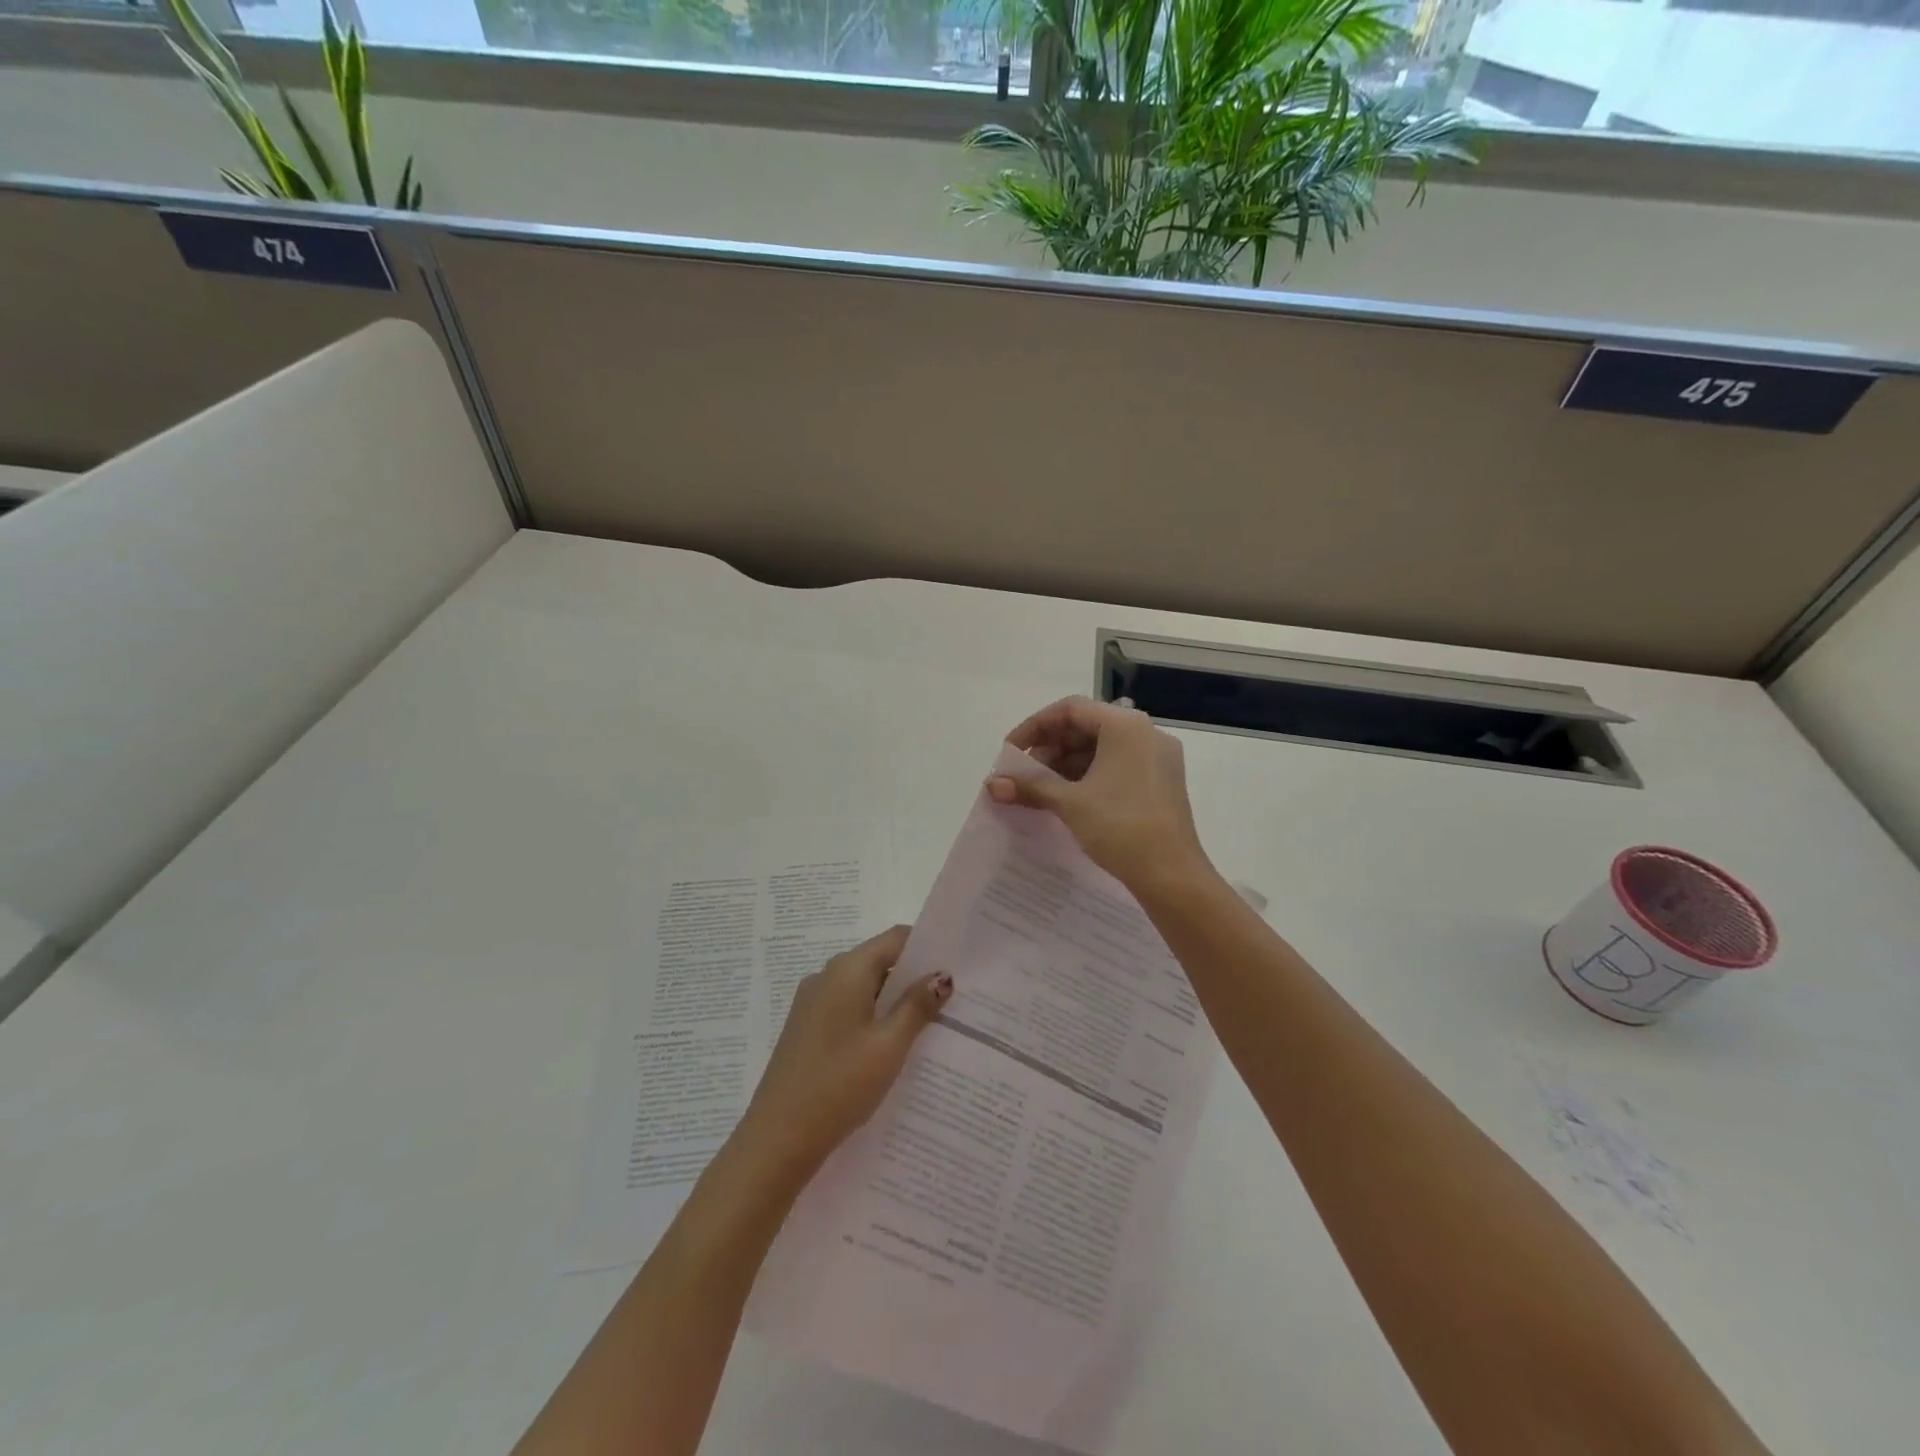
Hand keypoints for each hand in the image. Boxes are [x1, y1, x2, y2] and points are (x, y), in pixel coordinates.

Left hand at [731, 925, 949, 1185]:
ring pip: (864, 988)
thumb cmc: (839, 1084)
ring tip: (930, 1025)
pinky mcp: (807, 1029)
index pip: (895, 938)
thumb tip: (942, 975)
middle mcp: (826, 976)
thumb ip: (917, 1006)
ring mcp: (812, 1003)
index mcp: (847, 970)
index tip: (957, 964)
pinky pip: (848, 1010)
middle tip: (953, 999)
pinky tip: (892, 1047)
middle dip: (914, 977)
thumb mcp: (889, 1045)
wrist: (777, 1139)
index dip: (928, 947)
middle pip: (880, 961)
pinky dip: (873, 1019)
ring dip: (894, 1002)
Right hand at [986, 696, 1212, 893]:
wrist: (1171, 875)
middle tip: (1022, 776)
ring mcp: (1156, 758)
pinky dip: (1088, 776)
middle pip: (1086, 727)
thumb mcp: (1069, 802)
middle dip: (1049, 749)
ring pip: (1101, 748)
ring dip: (1066, 765)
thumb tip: (992, 784)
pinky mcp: (1160, 782)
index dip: (1034, 727)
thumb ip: (1030, 785)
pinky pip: (1117, 766)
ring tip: (1039, 791)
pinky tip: (1066, 798)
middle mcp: (1145, 733)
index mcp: (1125, 726)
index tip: (1010, 753)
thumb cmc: (1119, 827)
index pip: (1069, 710)